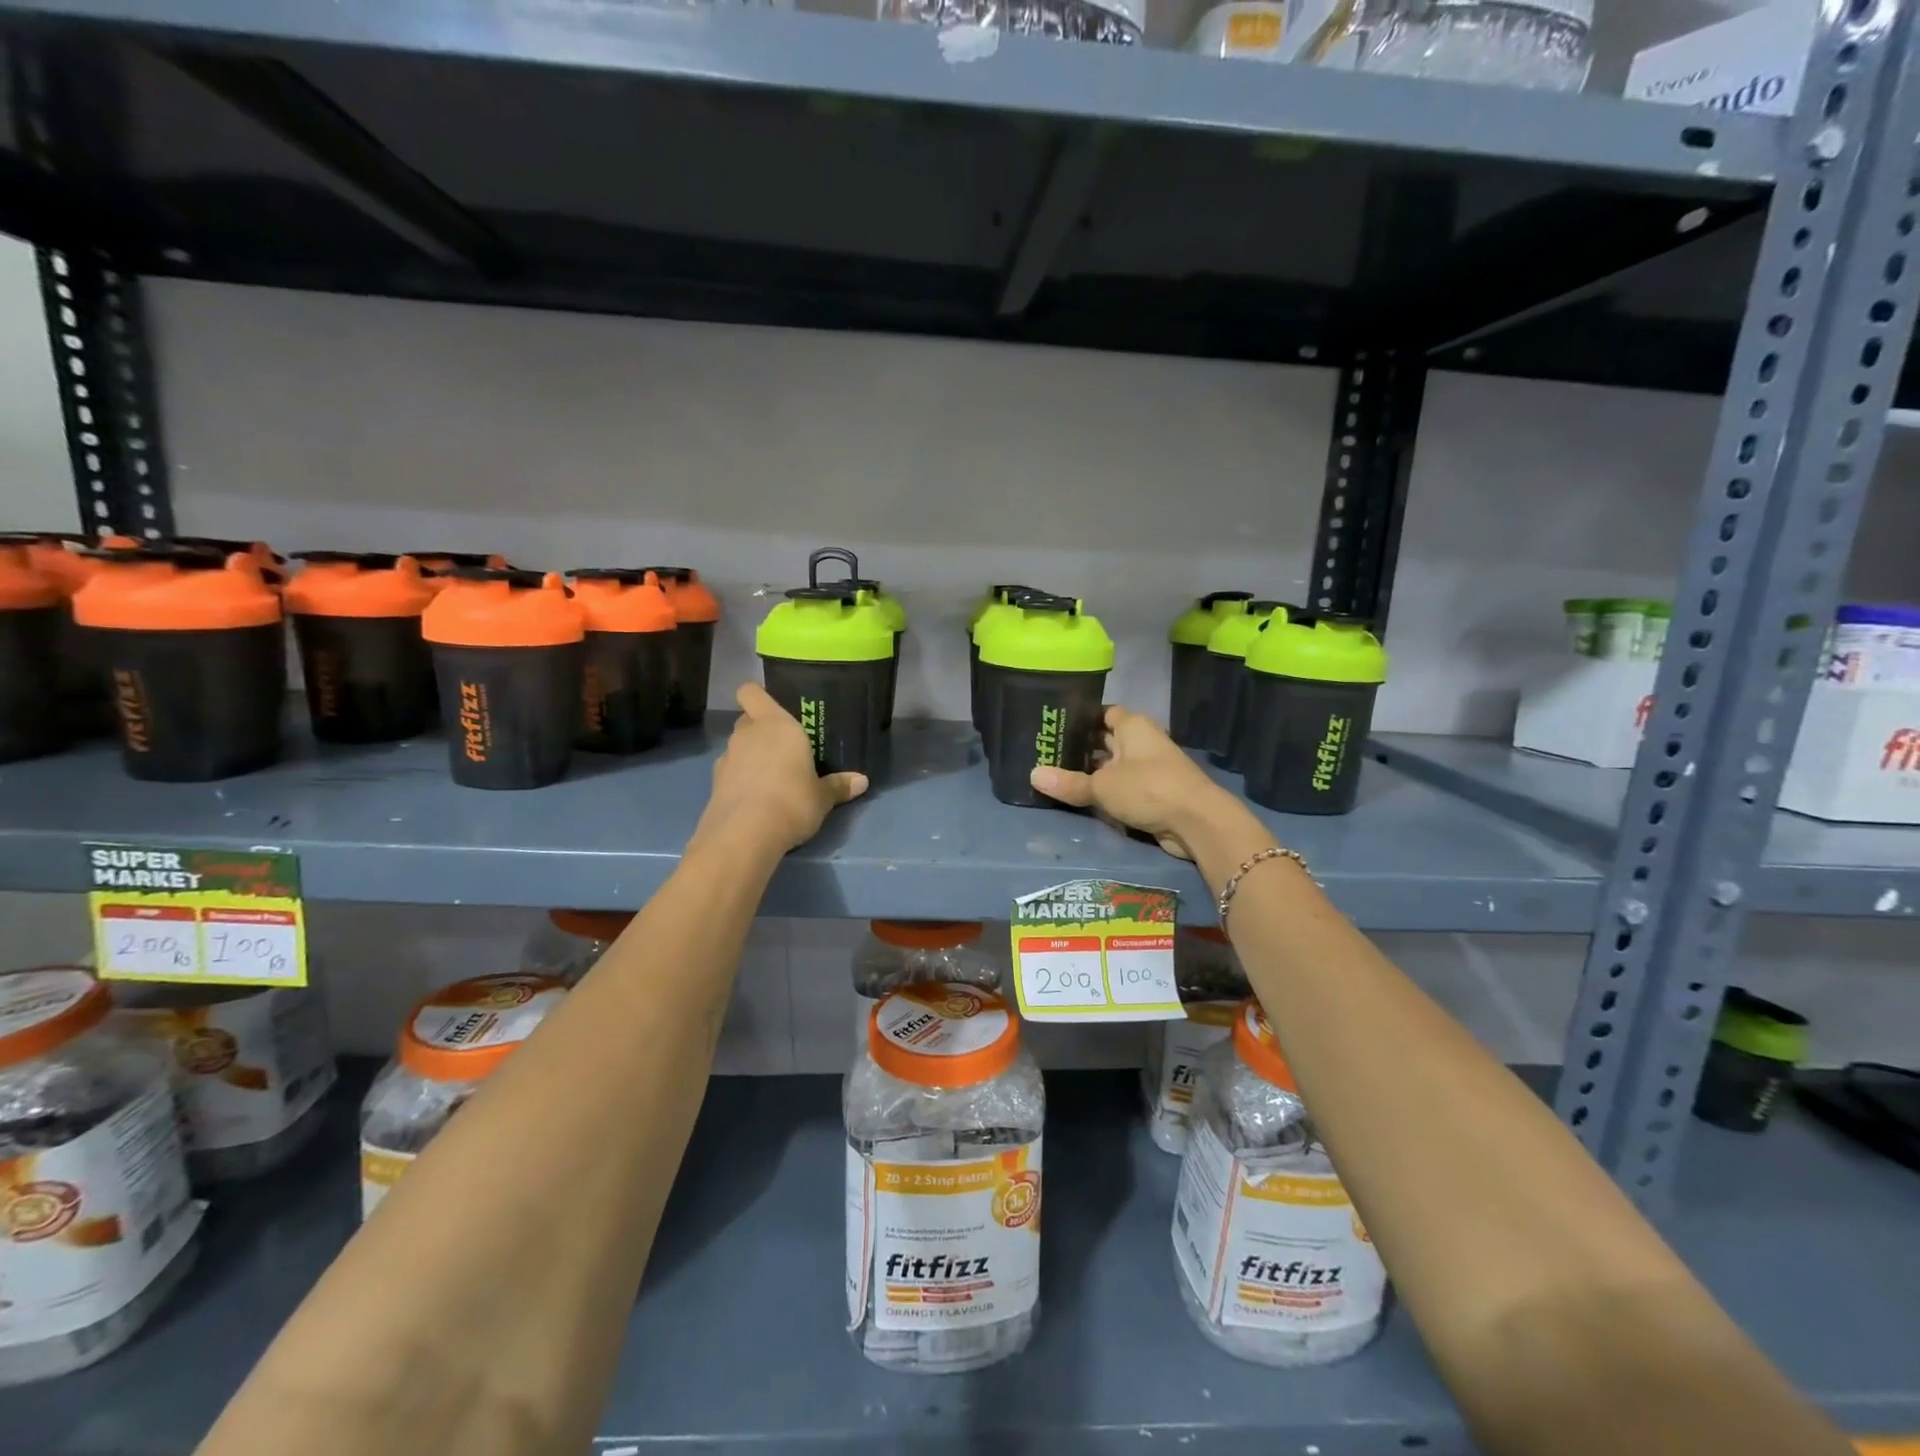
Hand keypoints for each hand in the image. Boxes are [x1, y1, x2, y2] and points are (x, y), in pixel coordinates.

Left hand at [695, 683, 867, 853]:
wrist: (745, 834)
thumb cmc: (792, 801)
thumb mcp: (822, 797)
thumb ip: (838, 786)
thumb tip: (862, 781)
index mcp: (776, 724)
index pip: (752, 692)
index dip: (758, 697)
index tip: (772, 708)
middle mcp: (747, 734)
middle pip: (747, 719)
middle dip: (760, 729)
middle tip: (782, 748)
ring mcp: (727, 758)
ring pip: (737, 747)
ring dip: (750, 756)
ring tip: (771, 778)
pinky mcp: (715, 784)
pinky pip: (730, 772)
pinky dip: (740, 780)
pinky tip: (756, 798)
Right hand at [1030, 706, 1255, 861]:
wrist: (1196, 822)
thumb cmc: (1148, 788)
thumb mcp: (1102, 786)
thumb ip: (1068, 782)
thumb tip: (1033, 775)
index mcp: (1132, 726)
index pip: (1103, 712)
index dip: (1080, 717)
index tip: (1054, 726)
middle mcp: (1141, 741)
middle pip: (1105, 739)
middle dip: (1080, 747)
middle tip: (1045, 753)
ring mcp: (1148, 767)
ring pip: (1112, 765)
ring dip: (1091, 772)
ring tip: (1055, 775)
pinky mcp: (1152, 792)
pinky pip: (1121, 786)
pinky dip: (1104, 791)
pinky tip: (1080, 796)